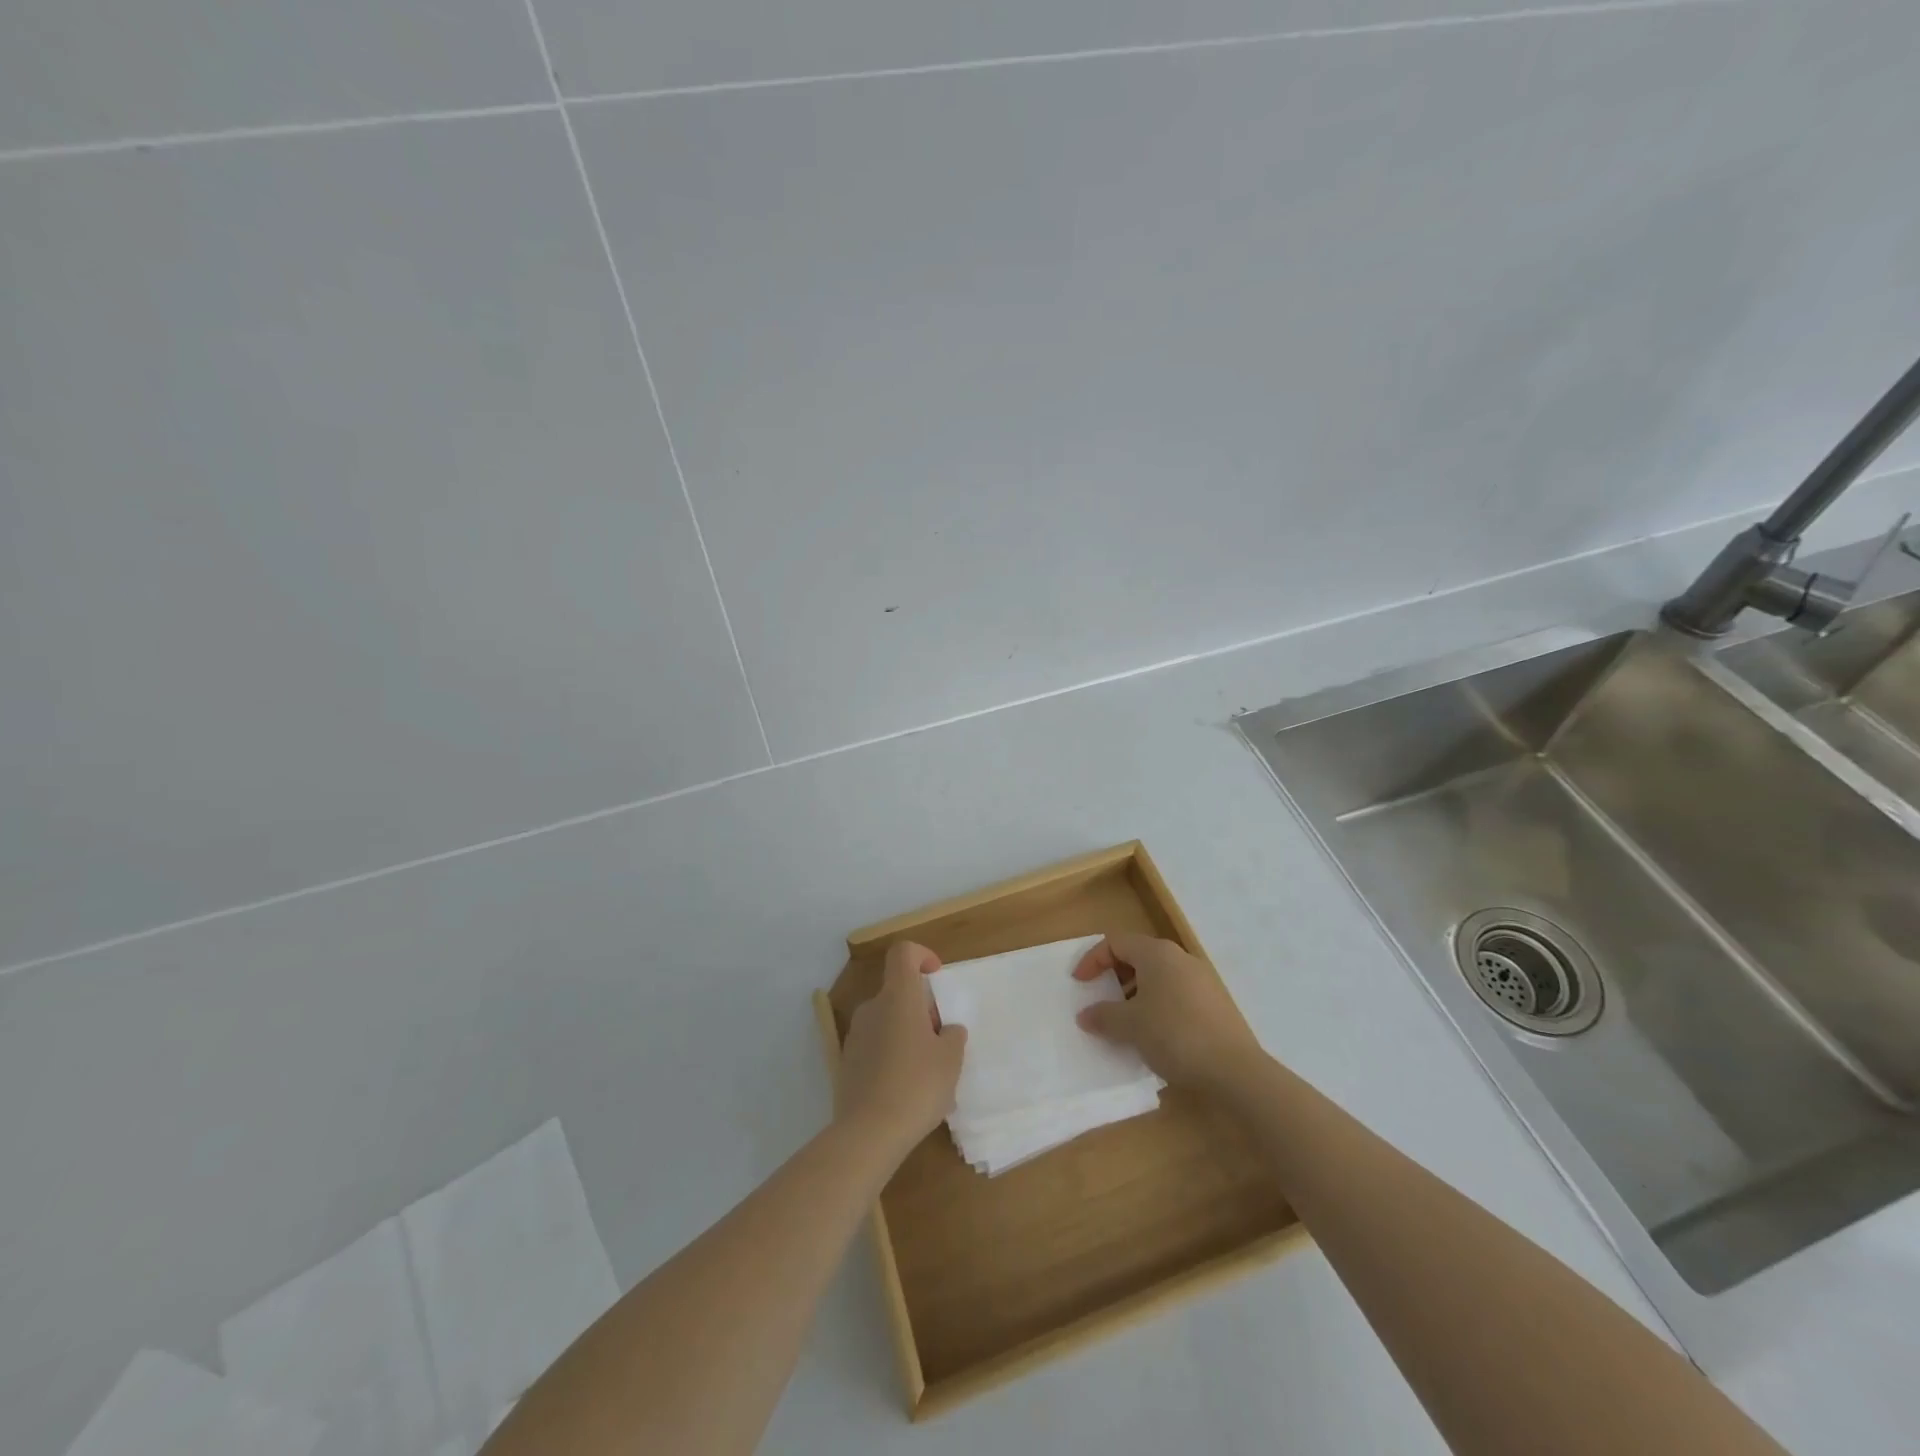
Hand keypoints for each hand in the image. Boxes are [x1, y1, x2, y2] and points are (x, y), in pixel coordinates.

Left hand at [836, 941, 967, 1158]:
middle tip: (940, 1042)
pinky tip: (904, 1089)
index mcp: (898, 997)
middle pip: (898, 992)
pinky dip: (891, 1055)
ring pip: (887, 1020)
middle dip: (921, 1009)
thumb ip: (952, 1036)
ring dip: (907, 1034)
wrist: (868, 1132)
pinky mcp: (847, 1062)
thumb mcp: (950, 1060)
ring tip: (926, 1071)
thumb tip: (946, 1030)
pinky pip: (875, 1046)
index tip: (936, 978)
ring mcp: (856, 1035)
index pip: (903, 953)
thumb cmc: (917, 1085)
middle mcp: (872, 1008)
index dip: (922, 956)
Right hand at [1073, 934, 1263, 1091]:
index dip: (1093, 959)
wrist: (1234, 1070)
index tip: (1079, 984)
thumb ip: (1103, 1016)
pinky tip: (1155, 1035)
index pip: (1116, 942)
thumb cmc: (1174, 1034)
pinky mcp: (1215, 1003)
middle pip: (1138, 956)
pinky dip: (1157, 1006)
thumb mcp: (1130, 1026)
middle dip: (1115, 977)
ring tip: (1125, 1022)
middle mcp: (1180, 958)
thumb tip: (1085, 1015)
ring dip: (1136, 994)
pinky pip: (1176, 994)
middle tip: (1101, 1000)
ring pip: (1159, 977)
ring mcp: (1202, 980)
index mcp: (1157, 953)